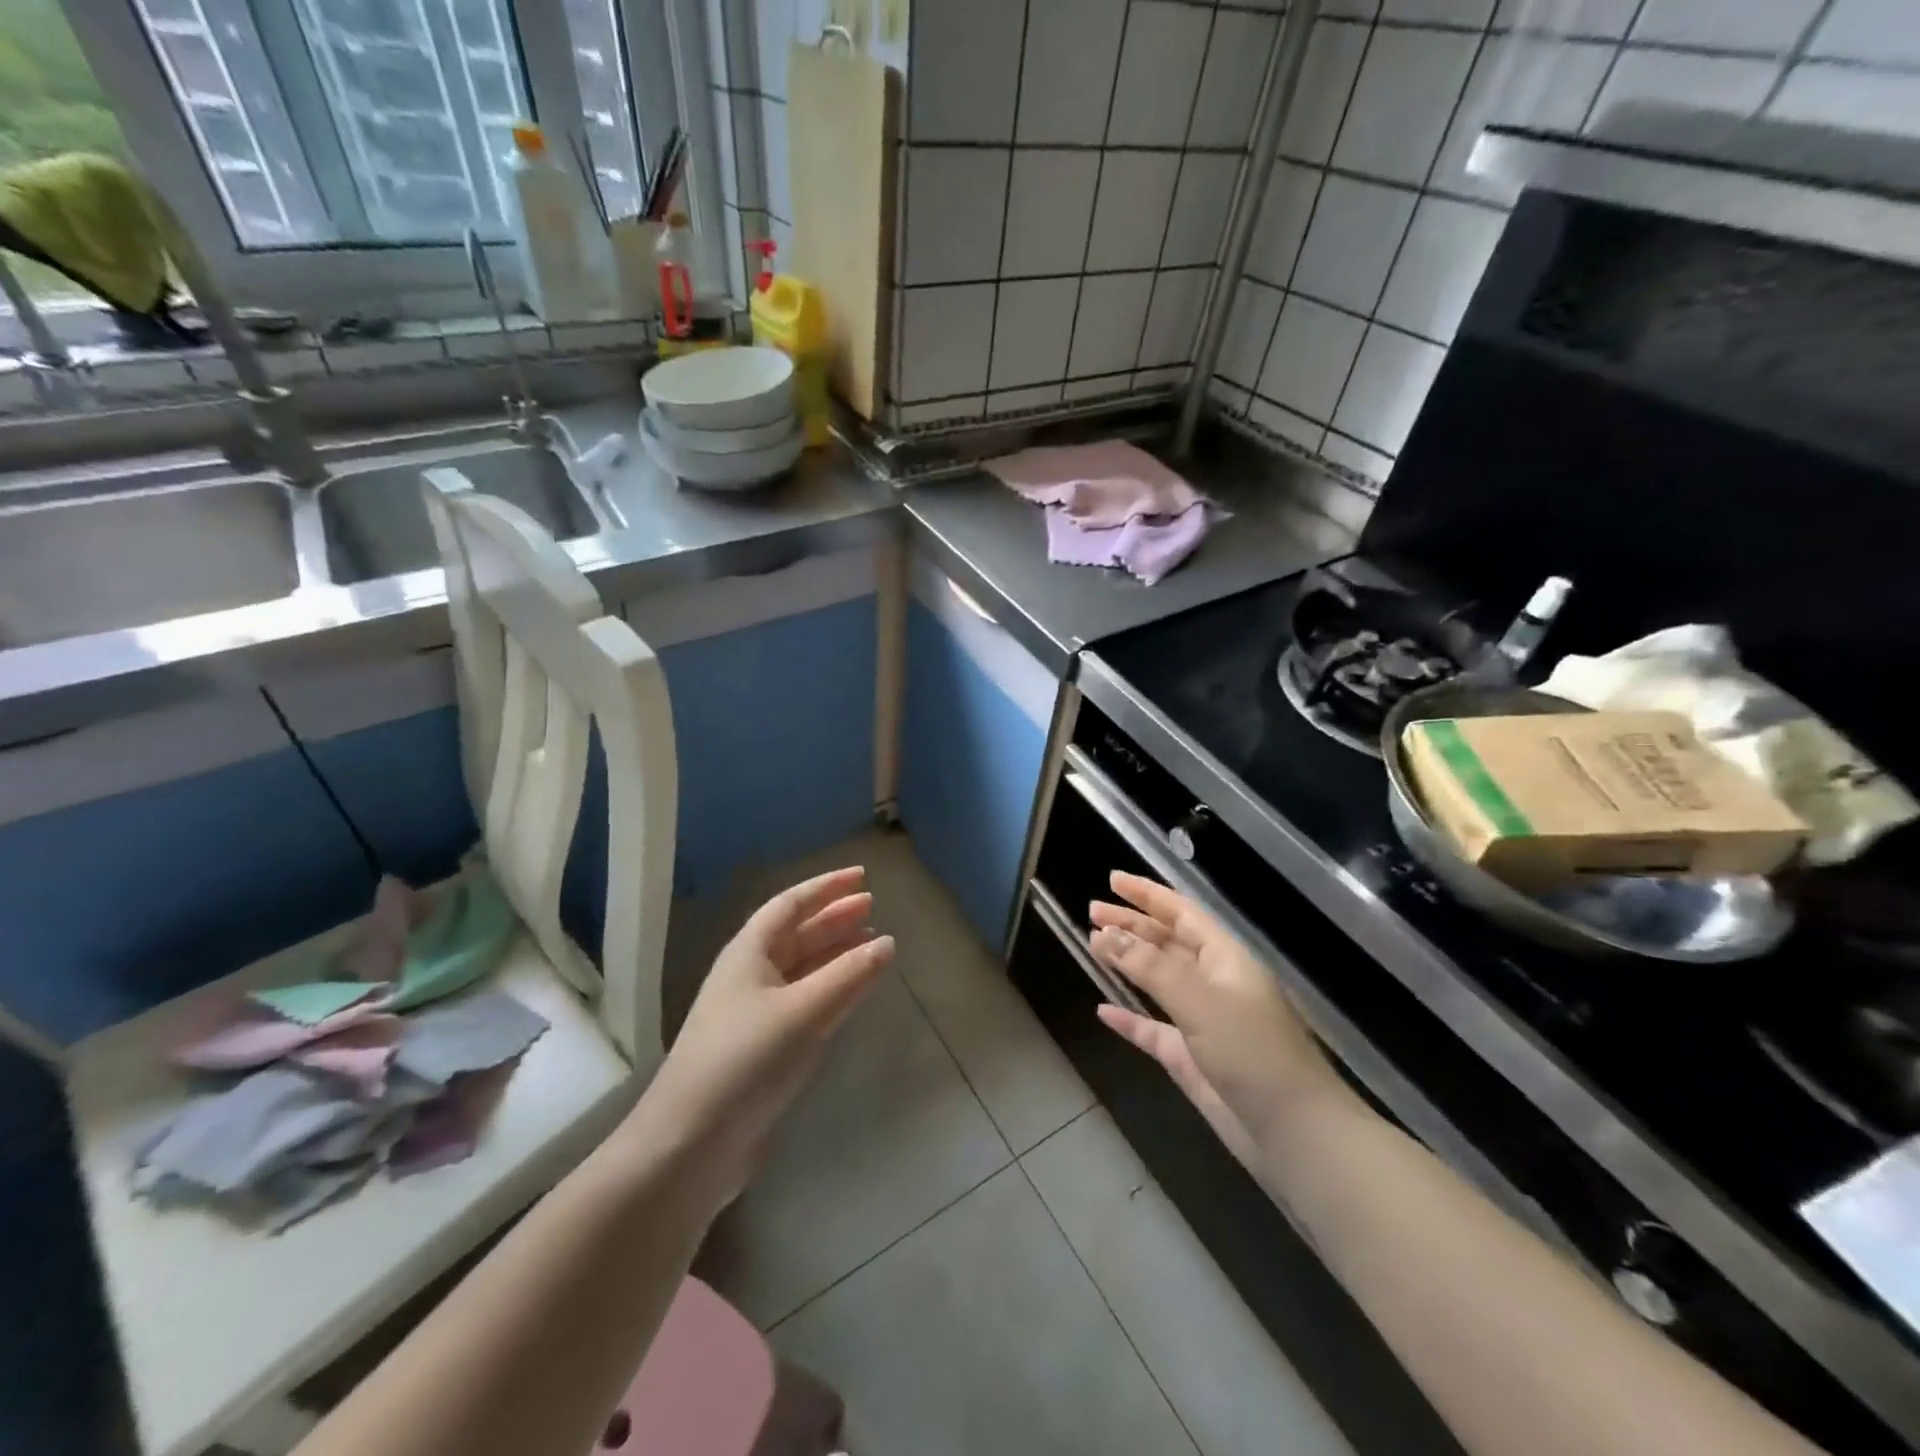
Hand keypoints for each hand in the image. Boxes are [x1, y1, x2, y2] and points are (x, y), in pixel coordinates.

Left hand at [632, 867, 894, 1205]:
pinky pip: (804, 1001)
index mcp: (748, 953)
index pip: (791, 905)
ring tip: (872, 945)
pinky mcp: (762, 1048)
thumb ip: (849, 975)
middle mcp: (750, 976)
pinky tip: (852, 993)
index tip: (862, 876)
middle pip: (797, 934)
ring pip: (802, 968)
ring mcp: (754, 1013)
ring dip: (835, 953)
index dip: (826, 887)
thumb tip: (888, 942)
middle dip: (834, 918)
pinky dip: (831, 989)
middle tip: (873, 907)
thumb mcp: (803, 1012)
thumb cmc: (745, 1061)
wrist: (690, 1145)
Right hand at [1088, 872, 1346, 1159]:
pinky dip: (1129, 1018)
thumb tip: (1104, 935)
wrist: (1296, 1134)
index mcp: (1226, 959)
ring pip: (1159, 981)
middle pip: (1167, 942)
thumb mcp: (1200, 1001)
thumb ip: (1150, 967)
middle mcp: (1214, 983)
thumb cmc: (1253, 1053)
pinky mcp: (1192, 1059)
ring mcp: (1203, 1022)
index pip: (1181, 913)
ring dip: (1128, 963)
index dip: (1147, 894)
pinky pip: (1153, 1029)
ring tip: (1093, 945)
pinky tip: (1103, 1011)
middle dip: (1132, 924)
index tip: (1112, 880)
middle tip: (1091, 911)